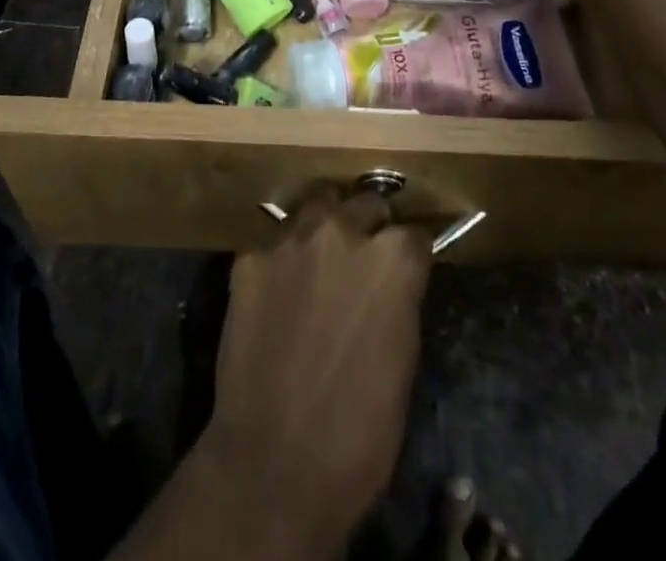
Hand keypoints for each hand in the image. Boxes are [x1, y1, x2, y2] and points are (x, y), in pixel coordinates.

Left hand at [201, 189, 430, 555]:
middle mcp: (343, 231)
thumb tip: (392, 283)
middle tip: (361, 260)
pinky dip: (283, 257)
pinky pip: (276, 240)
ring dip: (325, 226)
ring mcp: (292, 238)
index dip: (411, 252)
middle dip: (370, 226)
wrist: (274, 462)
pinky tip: (278, 290)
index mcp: (393, 260)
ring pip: (317, 205)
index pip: (415, 233)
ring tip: (319, 260)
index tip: (407, 266)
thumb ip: (398, 301)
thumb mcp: (402, 361)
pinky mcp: (251, 255)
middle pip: (366, 203)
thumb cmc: (358, 432)